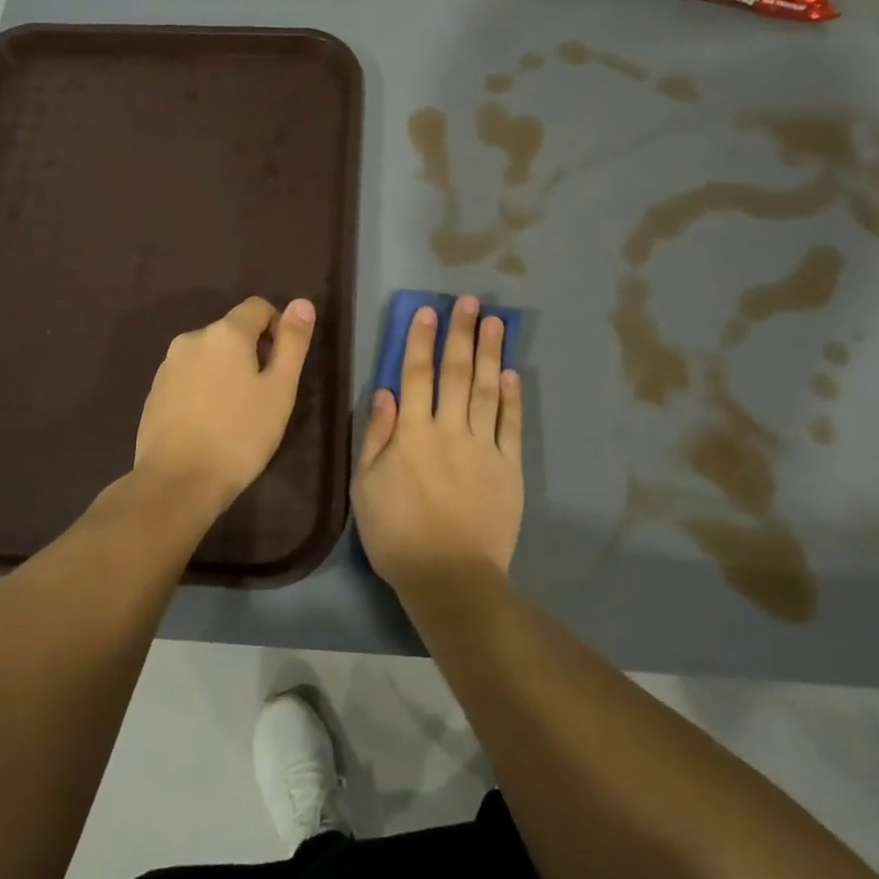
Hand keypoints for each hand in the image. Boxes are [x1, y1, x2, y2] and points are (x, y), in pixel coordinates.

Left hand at [133, 296, 315, 512]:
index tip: (281, 365)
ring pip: (209, 355)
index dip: (277, 328)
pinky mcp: (154, 391)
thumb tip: (302, 302)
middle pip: (231, 332)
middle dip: (251, 353)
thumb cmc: (239, 435)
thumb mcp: (279, 390)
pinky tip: (209, 423)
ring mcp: (168, 365)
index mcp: (225, 333)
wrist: (177, 482)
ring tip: (235, 413)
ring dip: (226, 372)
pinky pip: (188, 377)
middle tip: (263, 396)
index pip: (257, 307)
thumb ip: (292, 342)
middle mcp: (192, 338)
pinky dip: (203, 389)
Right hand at [353, 296, 523, 596]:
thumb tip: (386, 392)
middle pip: (456, 373)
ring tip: (495, 322)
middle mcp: (450, 430)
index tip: (428, 311)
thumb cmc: (397, 535)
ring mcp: (484, 447)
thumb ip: (377, 436)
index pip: (417, 376)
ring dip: (490, 354)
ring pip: (486, 390)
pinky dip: (511, 397)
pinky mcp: (509, 467)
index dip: (421, 341)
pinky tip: (512, 373)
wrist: (449, 576)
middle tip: (470, 302)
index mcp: (412, 434)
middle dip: (461, 334)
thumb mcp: (366, 487)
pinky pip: (511, 425)